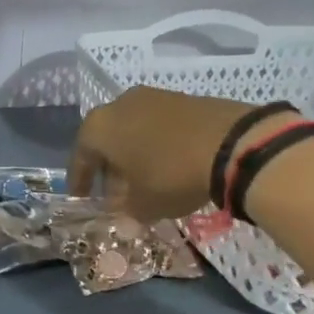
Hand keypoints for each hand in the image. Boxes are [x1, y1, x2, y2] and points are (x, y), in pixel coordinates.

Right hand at [70, 86, 269, 218]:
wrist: (233, 144)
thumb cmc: (170, 175)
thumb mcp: (143, 204)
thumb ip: (126, 211)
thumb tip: (123, 215)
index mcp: (99, 128)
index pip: (80, 157)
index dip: (80, 182)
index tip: (81, 199)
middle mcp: (119, 105)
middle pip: (107, 141)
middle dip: (110, 170)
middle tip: (116, 196)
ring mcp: (153, 97)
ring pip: (133, 131)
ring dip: (135, 156)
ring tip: (145, 182)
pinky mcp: (183, 98)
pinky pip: (158, 126)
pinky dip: (157, 146)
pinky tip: (169, 166)